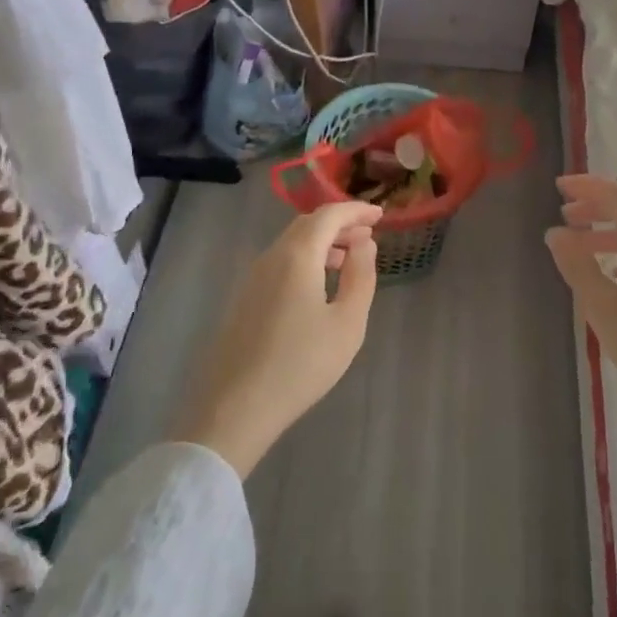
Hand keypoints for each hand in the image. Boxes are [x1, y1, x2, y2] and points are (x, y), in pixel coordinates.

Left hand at [171, 202, 381, 476]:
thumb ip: (360, 277)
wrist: (236, 406)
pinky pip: (279, 262)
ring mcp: (252, 277)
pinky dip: (305, 260)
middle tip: (368, 236)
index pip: (328, 215)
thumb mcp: (347, 323)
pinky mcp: (244, 298)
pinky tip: (318, 285)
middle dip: (339, 224)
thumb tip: (364, 244)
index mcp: (297, 255)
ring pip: (291, 244)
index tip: (380, 215)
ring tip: (348, 260)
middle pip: (307, 225)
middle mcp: (271, 256)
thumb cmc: (301, 365)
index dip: (356, 211)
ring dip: (322, 243)